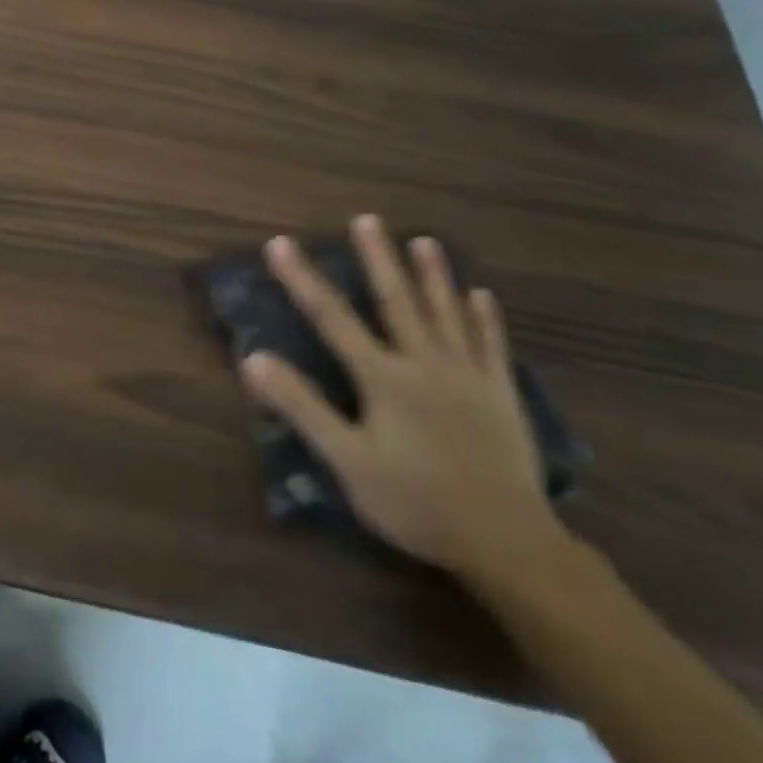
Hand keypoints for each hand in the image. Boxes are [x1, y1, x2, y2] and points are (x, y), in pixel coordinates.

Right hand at [241, 215, 565, 584]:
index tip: (280, 243)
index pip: (332, 318)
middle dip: (378, 259)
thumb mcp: (347, 460)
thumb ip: (302, 407)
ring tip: (423, 241)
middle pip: (397, 302)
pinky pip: (491, 346)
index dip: (302, 279)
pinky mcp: (501, 397)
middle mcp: (426, 364)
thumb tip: (254, 360)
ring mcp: (469, 378)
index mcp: (384, 378)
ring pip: (447, 315)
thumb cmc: (416, 502)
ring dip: (433, 275)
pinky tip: (481, 295)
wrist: (508, 543)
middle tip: (368, 219)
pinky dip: (484, 318)